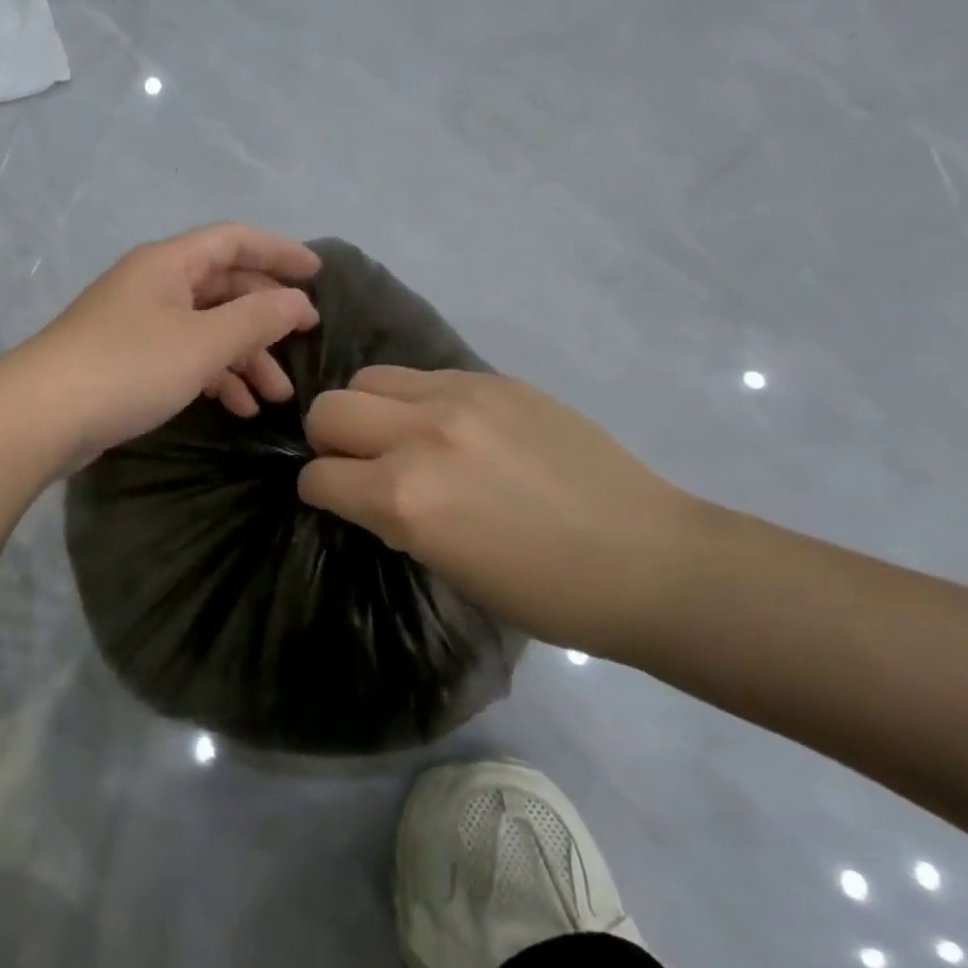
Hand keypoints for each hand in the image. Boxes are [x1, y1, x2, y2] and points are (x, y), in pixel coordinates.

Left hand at [11, 223, 321, 462]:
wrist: (40, 416)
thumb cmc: (128, 367)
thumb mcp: (203, 342)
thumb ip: (257, 319)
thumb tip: (300, 301)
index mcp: (169, 263)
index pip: (236, 240)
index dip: (280, 252)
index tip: (318, 275)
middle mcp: (153, 283)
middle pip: (224, 287)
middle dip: (266, 319)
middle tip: (301, 348)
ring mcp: (137, 322)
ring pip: (206, 327)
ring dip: (243, 357)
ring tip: (275, 397)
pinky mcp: (126, 359)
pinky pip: (183, 355)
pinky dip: (213, 375)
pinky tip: (236, 407)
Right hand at [297, 367, 706, 653]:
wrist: (648, 559)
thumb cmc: (544, 591)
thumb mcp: (445, 565)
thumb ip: (392, 516)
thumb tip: (366, 489)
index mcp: (404, 497)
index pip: (319, 476)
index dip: (320, 491)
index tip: (337, 499)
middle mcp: (420, 435)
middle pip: (329, 410)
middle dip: (330, 440)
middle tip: (362, 463)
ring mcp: (461, 398)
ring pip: (370, 379)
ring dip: (370, 410)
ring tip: (402, 437)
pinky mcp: (496, 380)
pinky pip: (425, 376)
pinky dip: (418, 400)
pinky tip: (452, 427)